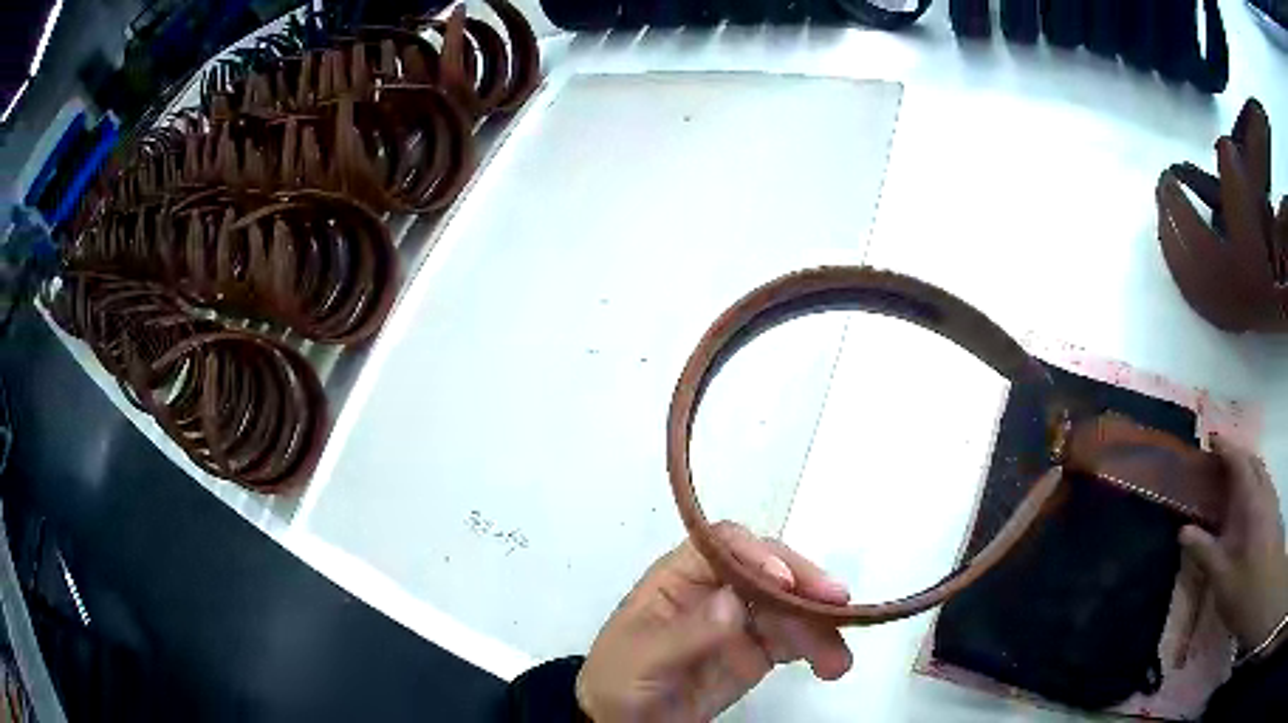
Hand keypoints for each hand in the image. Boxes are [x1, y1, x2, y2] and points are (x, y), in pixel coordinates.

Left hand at [575, 522, 852, 721]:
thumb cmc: (618, 681)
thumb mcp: (642, 658)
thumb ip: (686, 632)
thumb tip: (732, 601)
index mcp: (680, 578)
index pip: (724, 547)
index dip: (757, 555)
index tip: (784, 581)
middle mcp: (716, 591)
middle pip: (769, 571)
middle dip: (805, 584)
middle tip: (838, 605)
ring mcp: (740, 622)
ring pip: (790, 607)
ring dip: (820, 626)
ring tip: (838, 660)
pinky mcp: (756, 653)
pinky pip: (794, 641)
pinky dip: (818, 648)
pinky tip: (831, 665)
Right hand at [1179, 437, 1287, 654]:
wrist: (1262, 595)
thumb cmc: (1245, 589)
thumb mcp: (1222, 579)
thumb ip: (1205, 552)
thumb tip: (1183, 531)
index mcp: (1251, 500)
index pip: (1238, 461)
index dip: (1225, 447)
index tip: (1210, 441)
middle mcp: (1264, 491)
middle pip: (1252, 460)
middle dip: (1236, 455)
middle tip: (1218, 464)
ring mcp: (1271, 501)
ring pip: (1260, 472)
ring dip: (1247, 468)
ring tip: (1232, 482)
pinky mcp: (1273, 513)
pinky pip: (1264, 485)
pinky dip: (1254, 483)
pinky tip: (1247, 505)